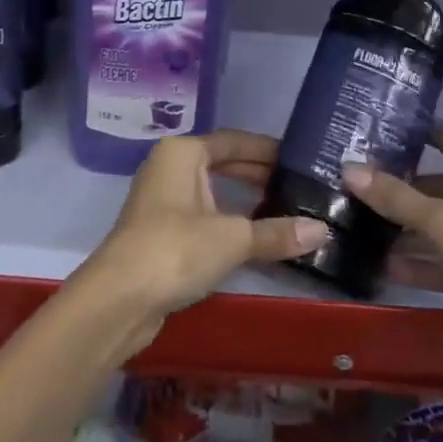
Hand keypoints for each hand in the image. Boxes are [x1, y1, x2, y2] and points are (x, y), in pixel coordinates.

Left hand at [78, 131, 328, 351]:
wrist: (119, 299)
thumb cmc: (174, 249)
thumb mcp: (232, 238)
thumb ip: (276, 233)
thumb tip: (323, 230)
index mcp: (183, 153)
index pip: (234, 141)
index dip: (267, 150)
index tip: (301, 159)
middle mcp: (170, 167)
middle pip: (222, 163)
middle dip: (259, 175)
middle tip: (300, 186)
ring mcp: (163, 200)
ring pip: (213, 191)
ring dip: (245, 200)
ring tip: (286, 210)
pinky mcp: (161, 231)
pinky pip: (204, 214)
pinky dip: (229, 221)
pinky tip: (256, 237)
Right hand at [344, 125, 442, 440]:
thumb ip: (396, 197)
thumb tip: (348, 167)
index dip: (418, 135)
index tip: (376, 132)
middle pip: (442, 184)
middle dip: (402, 187)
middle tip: (353, 184)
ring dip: (408, 229)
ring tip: (359, 227)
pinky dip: (424, 262)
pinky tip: (386, 267)